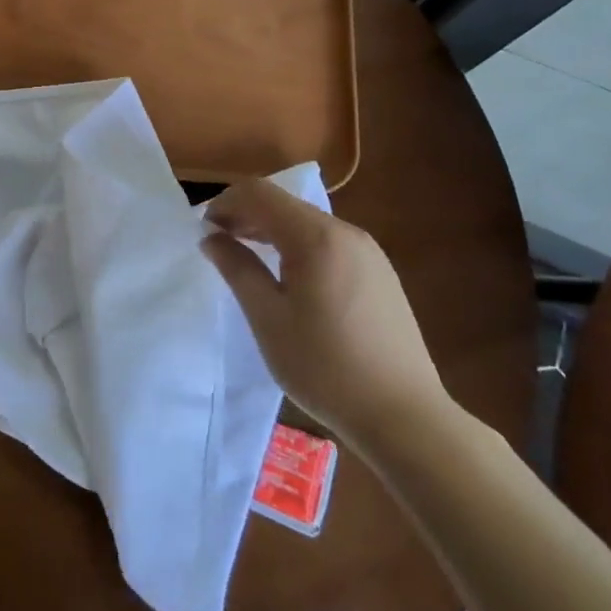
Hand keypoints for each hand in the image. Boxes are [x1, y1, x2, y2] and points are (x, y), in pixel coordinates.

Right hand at [203, 179, 448, 449]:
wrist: (405, 417)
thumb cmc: (325, 367)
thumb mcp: (268, 318)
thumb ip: (237, 268)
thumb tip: (211, 237)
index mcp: (316, 236)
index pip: (259, 193)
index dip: (225, 203)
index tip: (204, 232)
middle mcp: (345, 232)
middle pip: (284, 204)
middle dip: (246, 215)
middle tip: (219, 246)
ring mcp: (368, 251)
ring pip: (307, 222)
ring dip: (271, 231)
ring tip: (248, 260)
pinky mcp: (380, 272)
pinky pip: (328, 242)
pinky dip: (298, 246)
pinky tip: (290, 279)